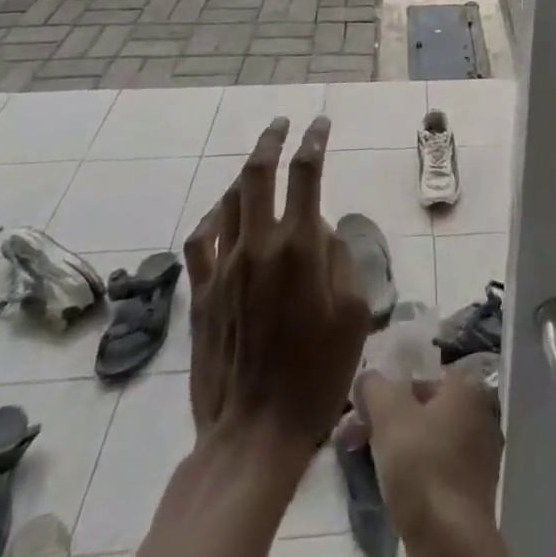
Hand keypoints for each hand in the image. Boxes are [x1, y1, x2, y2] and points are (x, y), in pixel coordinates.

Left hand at [183, 116, 370, 450]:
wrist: (253, 434)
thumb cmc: (317, 374)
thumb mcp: (355, 313)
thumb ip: (342, 258)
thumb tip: (324, 232)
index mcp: (300, 246)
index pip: (307, 172)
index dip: (315, 140)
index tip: (321, 123)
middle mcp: (258, 244)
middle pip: (260, 171)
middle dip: (273, 139)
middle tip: (283, 122)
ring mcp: (223, 267)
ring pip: (230, 199)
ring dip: (247, 174)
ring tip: (259, 164)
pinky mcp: (201, 293)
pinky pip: (201, 238)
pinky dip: (214, 215)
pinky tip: (223, 213)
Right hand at [359, 367, 503, 536]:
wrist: (449, 540)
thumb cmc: (421, 463)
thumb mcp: (388, 413)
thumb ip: (374, 386)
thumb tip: (367, 377)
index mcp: (466, 387)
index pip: (419, 378)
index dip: (387, 395)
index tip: (362, 416)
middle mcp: (479, 413)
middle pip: (423, 410)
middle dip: (387, 424)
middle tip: (356, 441)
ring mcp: (480, 454)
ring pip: (428, 442)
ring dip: (399, 450)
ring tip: (370, 467)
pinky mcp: (472, 491)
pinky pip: (437, 470)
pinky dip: (416, 475)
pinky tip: (396, 490)